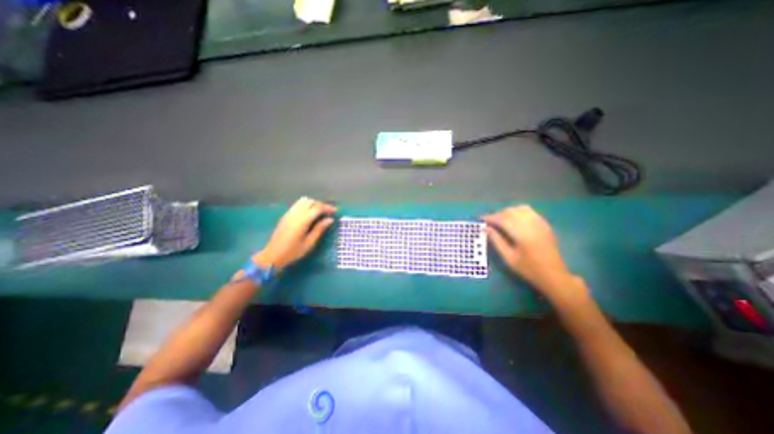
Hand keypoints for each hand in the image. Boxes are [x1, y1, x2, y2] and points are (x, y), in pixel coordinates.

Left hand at [253, 196, 337, 270]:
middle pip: (311, 202)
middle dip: (321, 205)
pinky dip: (306, 205)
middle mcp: (295, 214)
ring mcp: (289, 213)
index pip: (317, 208)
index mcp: (302, 221)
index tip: (335, 211)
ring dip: (313, 204)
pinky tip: (309, 214)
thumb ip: (319, 229)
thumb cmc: (293, 252)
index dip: (327, 208)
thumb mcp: (309, 243)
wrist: (272, 256)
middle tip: (328, 212)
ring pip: (303, 201)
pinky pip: (297, 205)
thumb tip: (330, 219)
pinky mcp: (285, 215)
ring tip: (319, 212)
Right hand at [481, 205, 586, 302]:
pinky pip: (530, 211)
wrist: (554, 275)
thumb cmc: (528, 269)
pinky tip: (514, 219)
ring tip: (500, 219)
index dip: (491, 218)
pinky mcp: (545, 224)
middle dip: (498, 214)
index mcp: (522, 235)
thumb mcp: (508, 258)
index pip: (503, 220)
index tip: (481, 219)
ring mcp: (540, 223)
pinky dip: (519, 211)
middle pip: (511, 212)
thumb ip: (496, 241)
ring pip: (520, 209)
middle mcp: (532, 225)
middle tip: (489, 221)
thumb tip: (485, 228)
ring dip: (508, 211)